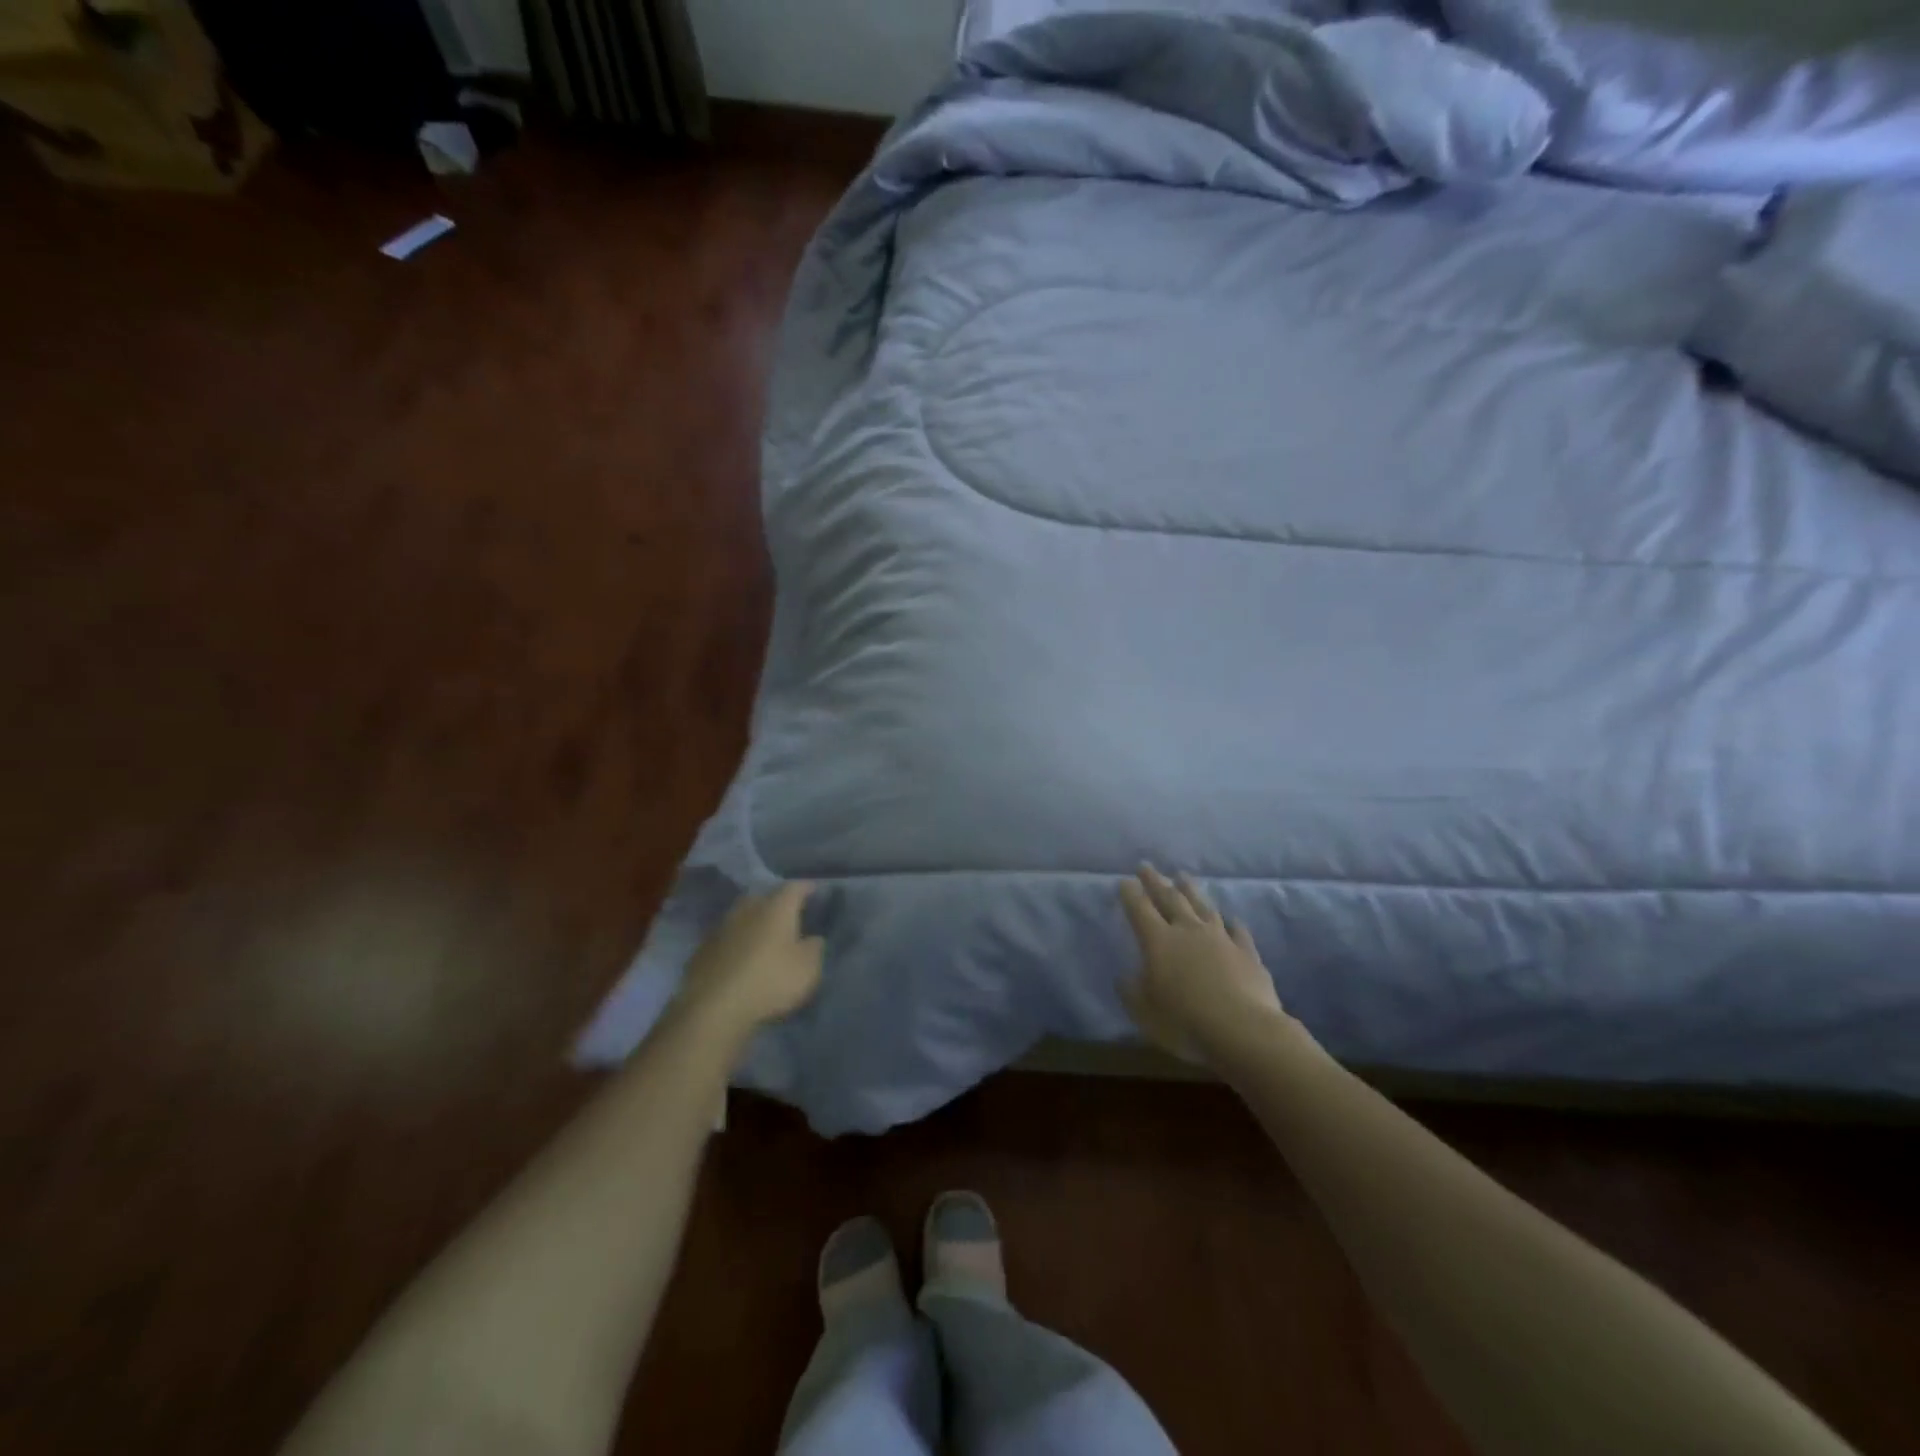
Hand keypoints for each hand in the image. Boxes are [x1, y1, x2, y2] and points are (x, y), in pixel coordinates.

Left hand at [676, 883, 824, 1041]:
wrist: (713, 1008)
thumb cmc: (770, 981)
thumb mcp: (808, 969)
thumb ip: (814, 948)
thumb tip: (813, 938)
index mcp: (776, 908)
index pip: (795, 888)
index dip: (806, 888)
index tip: (814, 891)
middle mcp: (747, 909)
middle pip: (764, 897)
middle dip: (776, 903)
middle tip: (788, 915)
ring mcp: (721, 928)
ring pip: (742, 916)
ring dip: (753, 923)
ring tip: (764, 937)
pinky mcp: (702, 950)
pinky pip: (727, 938)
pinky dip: (737, 942)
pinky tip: (741, 957)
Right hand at [1119, 865, 1292, 1064]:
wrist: (1243, 1030)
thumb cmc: (1185, 1021)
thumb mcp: (1145, 1011)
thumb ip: (1131, 991)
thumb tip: (1124, 976)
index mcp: (1159, 941)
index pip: (1140, 909)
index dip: (1131, 894)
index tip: (1125, 880)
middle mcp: (1188, 931)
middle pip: (1170, 898)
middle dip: (1156, 881)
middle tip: (1147, 866)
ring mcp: (1221, 938)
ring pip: (1203, 906)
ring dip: (1191, 890)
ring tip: (1183, 876)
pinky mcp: (1247, 953)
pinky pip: (1238, 931)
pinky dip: (1232, 923)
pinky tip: (1231, 918)